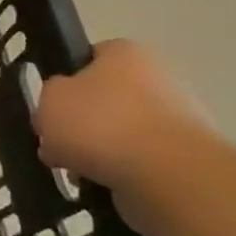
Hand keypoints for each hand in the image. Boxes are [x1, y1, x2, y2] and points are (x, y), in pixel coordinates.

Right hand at [35, 40, 210, 190]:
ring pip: (120, 132)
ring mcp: (178, 117)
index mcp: (125, 53)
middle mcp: (158, 77)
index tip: (51, 106)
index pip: (88, 58)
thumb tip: (63, 107)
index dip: (65, 81)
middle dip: (80, 123)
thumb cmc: (100, 123)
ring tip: (76, 171)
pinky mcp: (186, 155)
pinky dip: (119, 171)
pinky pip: (139, 160)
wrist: (165, 174)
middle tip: (57, 143)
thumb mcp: (49, 99)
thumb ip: (49, 95)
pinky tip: (102, 183)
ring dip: (98, 150)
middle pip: (104, 99)